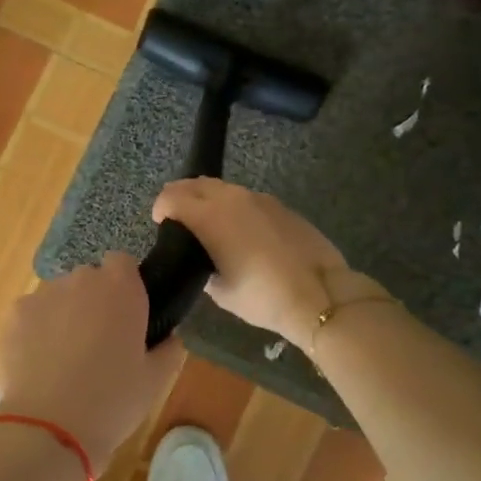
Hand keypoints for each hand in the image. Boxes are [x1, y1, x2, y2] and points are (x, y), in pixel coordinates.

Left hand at [0, 252, 183, 467]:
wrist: (47, 428)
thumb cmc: (112, 402)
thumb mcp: (155, 381)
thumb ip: (168, 349)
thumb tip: (169, 337)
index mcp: (121, 289)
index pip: (122, 263)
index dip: (124, 285)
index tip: (126, 314)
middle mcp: (80, 280)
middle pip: (87, 279)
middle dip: (92, 302)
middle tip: (98, 344)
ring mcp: (42, 295)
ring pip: (56, 297)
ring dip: (62, 316)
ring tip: (63, 360)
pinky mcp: (13, 315)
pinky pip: (30, 315)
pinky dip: (34, 331)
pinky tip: (38, 365)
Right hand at [152, 178, 355, 348]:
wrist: (320, 294)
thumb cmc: (262, 296)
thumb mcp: (220, 291)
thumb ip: (202, 268)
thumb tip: (202, 261)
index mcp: (209, 216)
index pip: (171, 197)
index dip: (160, 209)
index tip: (160, 224)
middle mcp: (231, 198)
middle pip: (195, 184)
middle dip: (180, 197)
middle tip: (178, 221)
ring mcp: (258, 198)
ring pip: (222, 188)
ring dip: (208, 200)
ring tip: (209, 226)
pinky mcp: (280, 206)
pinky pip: (246, 199)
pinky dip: (233, 208)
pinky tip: (241, 232)